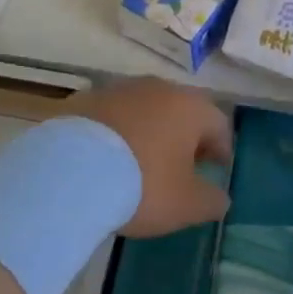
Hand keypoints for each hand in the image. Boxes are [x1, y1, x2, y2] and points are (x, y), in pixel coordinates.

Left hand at [74, 79, 233, 236]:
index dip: (222, 148)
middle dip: (186, 136)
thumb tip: (221, 197)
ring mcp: (119, 89)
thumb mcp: (186, 205)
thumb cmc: (141, 186)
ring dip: (150, 130)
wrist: (70, 172)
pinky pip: (112, 114)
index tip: (217, 170)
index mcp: (189, 107)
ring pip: (145, 108)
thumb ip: (211, 201)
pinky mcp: (86, 98)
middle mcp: (158, 88)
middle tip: (182, 165)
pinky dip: (117, 131)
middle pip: (182, 109)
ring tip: (141, 161)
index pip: (218, 123)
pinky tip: (107, 157)